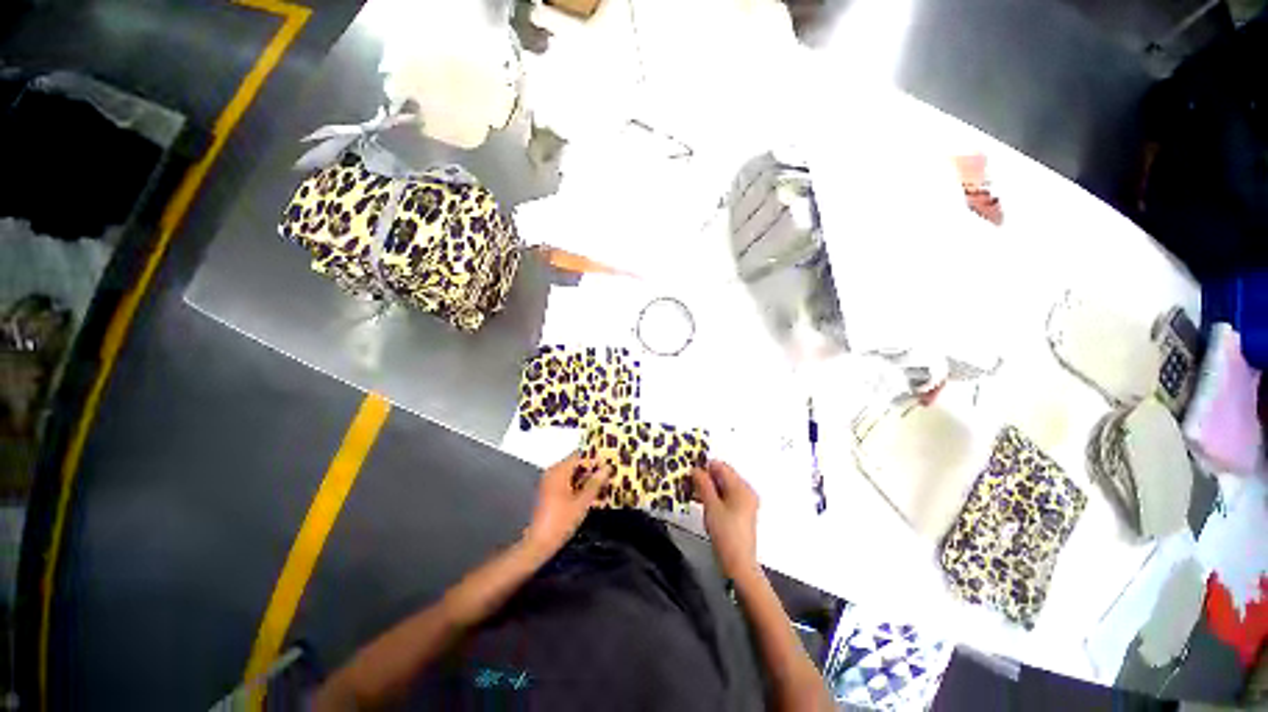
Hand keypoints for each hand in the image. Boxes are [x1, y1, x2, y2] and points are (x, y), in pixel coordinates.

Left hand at [522, 451, 610, 558]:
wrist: (539, 544)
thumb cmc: (561, 521)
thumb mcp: (582, 502)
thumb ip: (595, 483)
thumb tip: (607, 468)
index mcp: (559, 471)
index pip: (579, 455)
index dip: (595, 458)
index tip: (609, 463)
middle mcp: (552, 472)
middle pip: (576, 464)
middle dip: (592, 469)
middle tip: (609, 475)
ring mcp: (549, 482)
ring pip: (572, 474)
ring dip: (586, 478)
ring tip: (603, 485)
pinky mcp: (549, 492)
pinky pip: (567, 482)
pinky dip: (578, 485)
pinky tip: (590, 494)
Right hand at [692, 460, 759, 580]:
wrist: (738, 564)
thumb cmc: (725, 533)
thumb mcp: (711, 506)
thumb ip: (703, 484)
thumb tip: (696, 469)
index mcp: (741, 487)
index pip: (721, 466)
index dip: (704, 467)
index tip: (689, 473)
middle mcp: (746, 491)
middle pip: (723, 475)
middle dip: (705, 477)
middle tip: (688, 483)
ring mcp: (745, 502)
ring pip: (723, 486)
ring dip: (708, 487)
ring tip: (692, 493)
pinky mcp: (741, 512)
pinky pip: (726, 496)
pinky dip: (714, 496)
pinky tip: (702, 502)